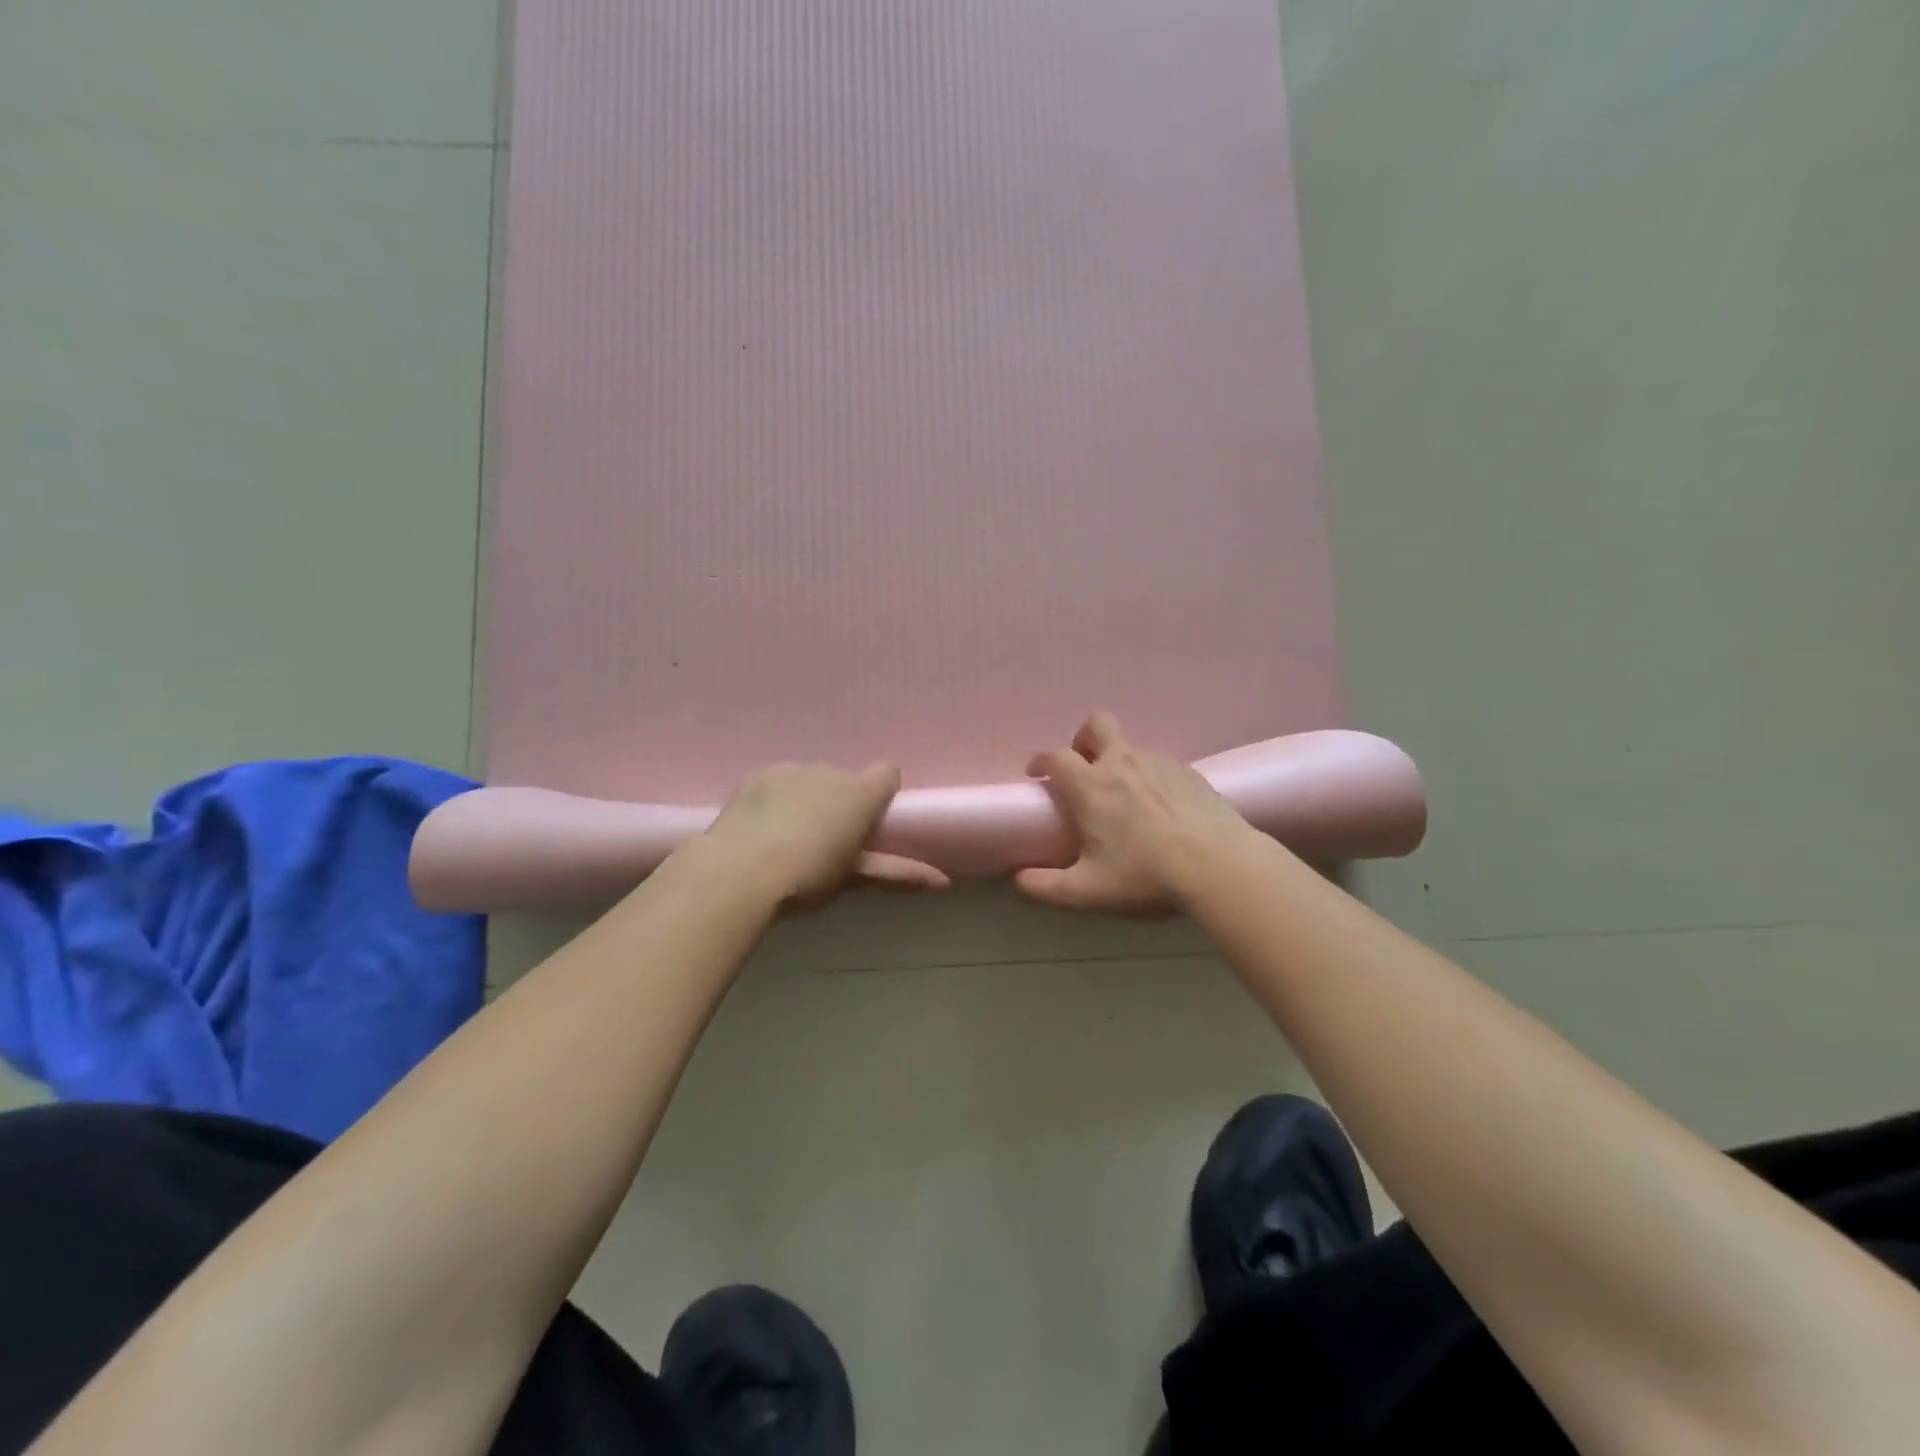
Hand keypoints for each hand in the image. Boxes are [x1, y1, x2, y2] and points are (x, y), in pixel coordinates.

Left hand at [702, 762, 949, 909]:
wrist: (738, 872)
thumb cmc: (808, 876)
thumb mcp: (854, 878)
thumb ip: (898, 874)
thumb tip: (944, 883)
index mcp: (860, 793)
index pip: (887, 773)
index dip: (882, 795)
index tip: (870, 824)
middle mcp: (830, 771)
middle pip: (845, 779)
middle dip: (840, 802)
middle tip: (826, 842)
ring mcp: (791, 769)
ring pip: (810, 779)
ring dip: (809, 798)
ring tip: (789, 837)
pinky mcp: (758, 775)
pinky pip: (778, 781)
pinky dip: (777, 797)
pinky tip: (762, 827)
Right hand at [1017, 712, 1255, 915]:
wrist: (1220, 866)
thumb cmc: (1146, 875)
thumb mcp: (1088, 891)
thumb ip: (1046, 887)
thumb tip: (1018, 881)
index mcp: (1091, 785)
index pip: (1055, 756)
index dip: (1040, 760)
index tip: (1037, 775)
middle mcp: (1122, 762)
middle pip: (1096, 723)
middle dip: (1083, 739)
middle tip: (1085, 769)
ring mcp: (1159, 762)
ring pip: (1130, 744)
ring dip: (1118, 759)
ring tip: (1125, 797)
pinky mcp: (1189, 771)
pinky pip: (1159, 762)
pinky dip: (1149, 775)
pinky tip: (1160, 807)